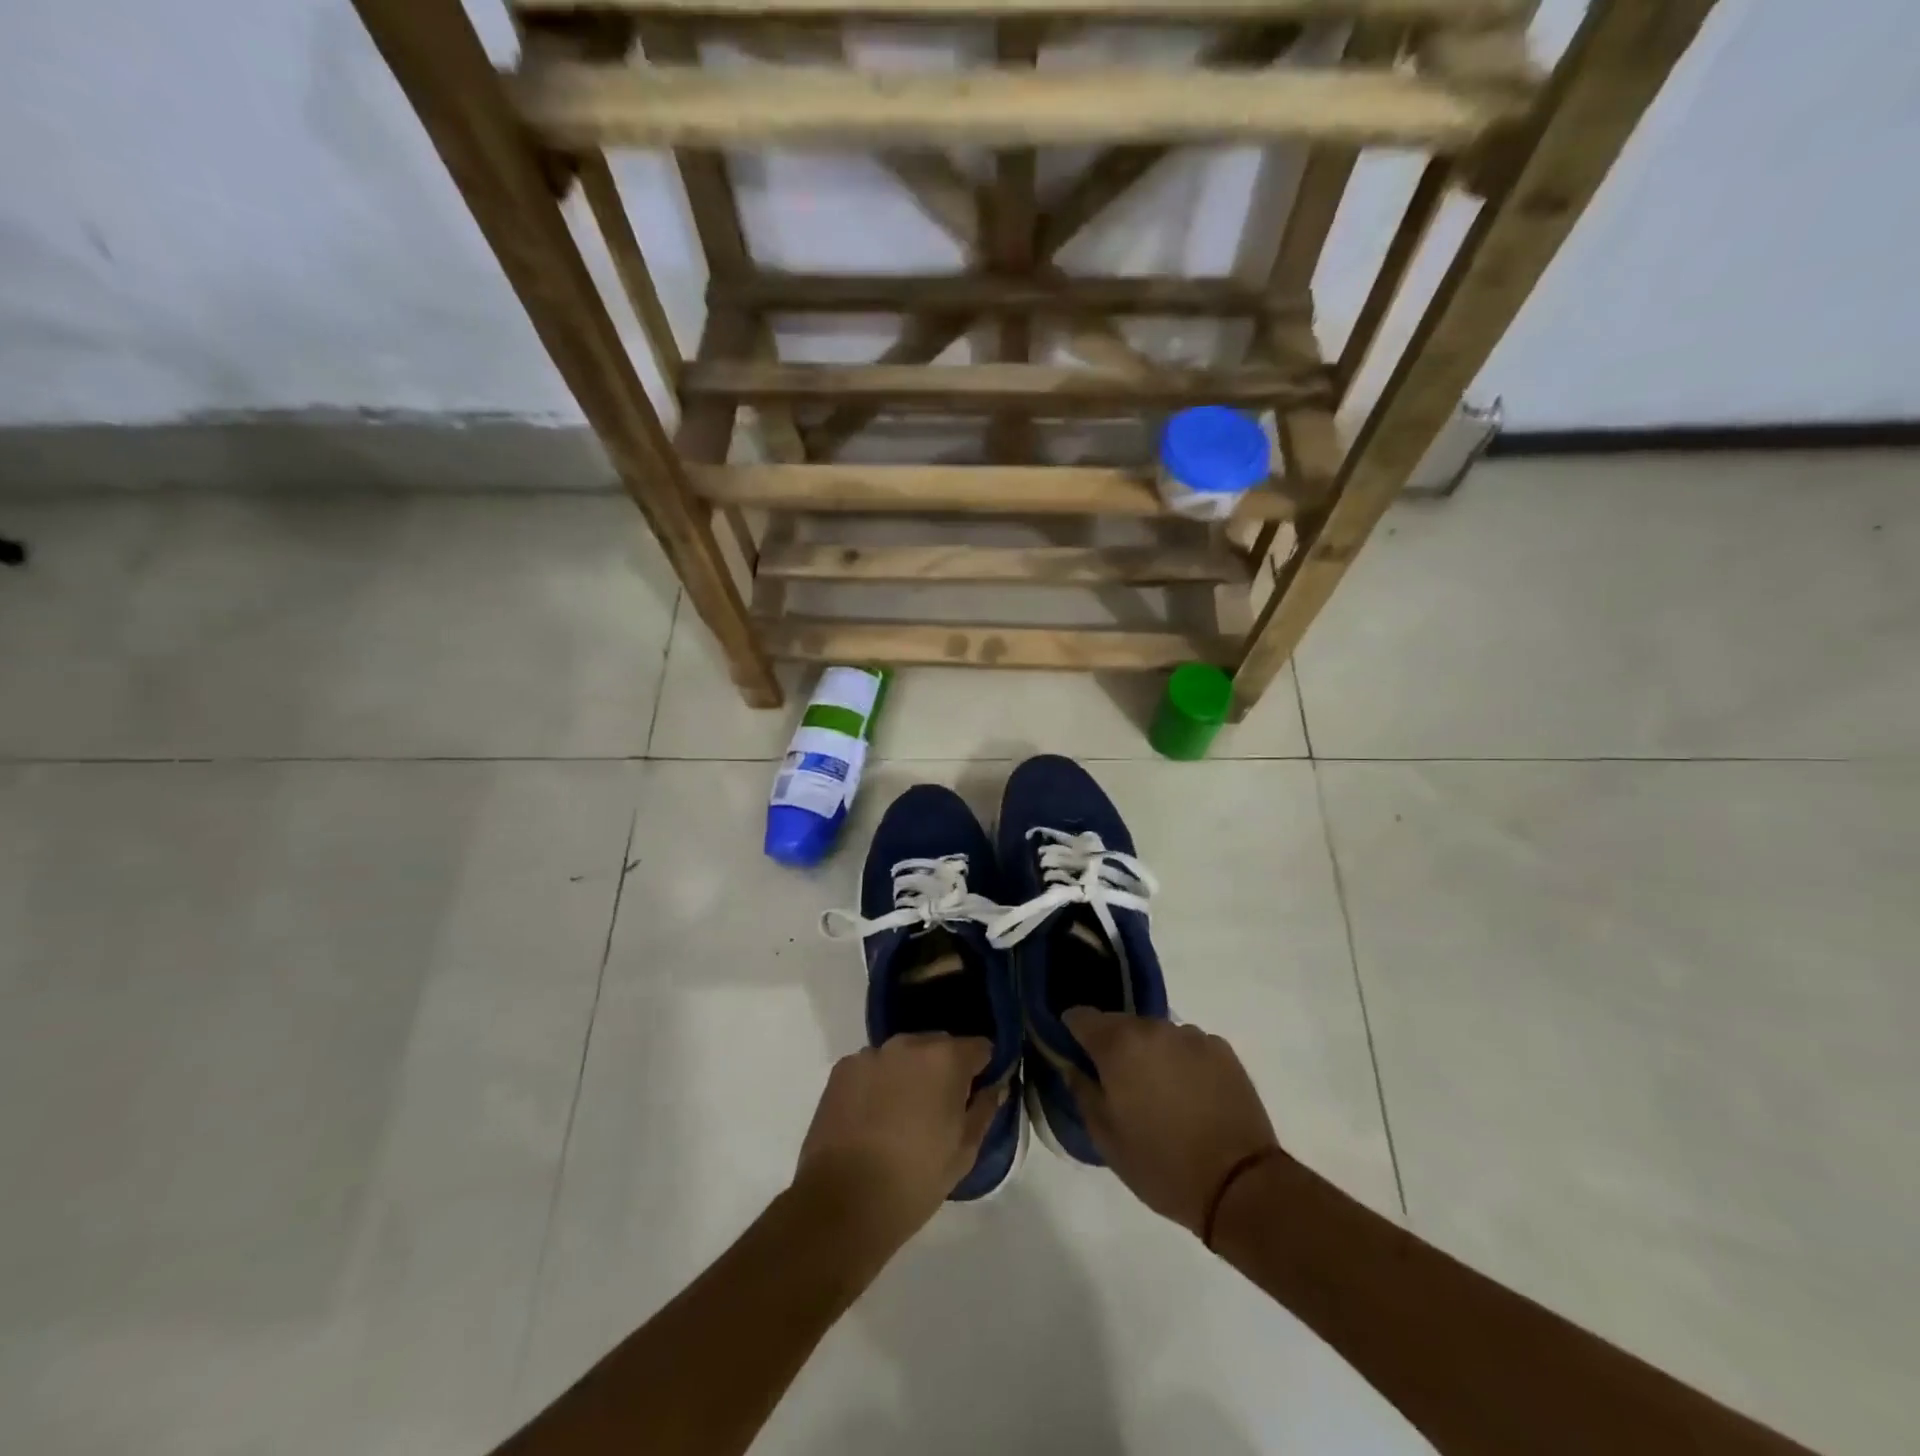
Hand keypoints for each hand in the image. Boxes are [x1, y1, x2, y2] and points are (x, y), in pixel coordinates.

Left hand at [796, 1034, 1000, 1243]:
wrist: (843, 1203)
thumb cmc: (915, 1180)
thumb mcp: (964, 1152)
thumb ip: (984, 1109)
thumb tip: (995, 1086)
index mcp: (946, 1059)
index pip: (980, 1047)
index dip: (984, 1068)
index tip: (978, 1093)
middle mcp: (908, 1044)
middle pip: (939, 1045)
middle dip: (945, 1068)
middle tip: (940, 1109)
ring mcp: (871, 1054)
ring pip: (903, 1055)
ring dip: (910, 1073)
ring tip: (902, 1115)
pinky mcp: (842, 1069)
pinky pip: (873, 1067)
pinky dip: (878, 1082)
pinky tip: (872, 1117)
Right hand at [1064, 1010, 1282, 1237]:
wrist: (1239, 1185)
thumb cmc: (1161, 1165)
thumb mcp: (1106, 1138)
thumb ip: (1082, 1092)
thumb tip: (1073, 1067)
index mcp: (1119, 1045)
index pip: (1081, 1016)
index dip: (1072, 1031)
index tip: (1074, 1053)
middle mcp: (1153, 1028)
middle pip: (1120, 1024)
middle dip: (1114, 1046)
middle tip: (1119, 1084)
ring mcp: (1191, 1036)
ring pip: (1156, 1034)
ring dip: (1149, 1053)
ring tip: (1159, 1092)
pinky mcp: (1222, 1049)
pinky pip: (1188, 1046)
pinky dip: (1181, 1061)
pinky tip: (1191, 1095)